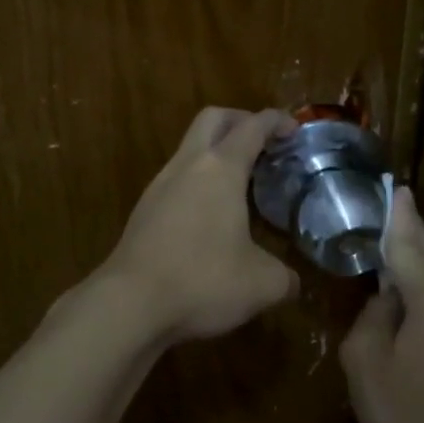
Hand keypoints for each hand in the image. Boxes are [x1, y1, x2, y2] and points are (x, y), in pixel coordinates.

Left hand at [98, 106, 298, 343]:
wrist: (129, 303)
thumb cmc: (203, 281)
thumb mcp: (262, 284)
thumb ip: (285, 277)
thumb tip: (292, 282)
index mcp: (221, 169)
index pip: (252, 126)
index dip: (276, 121)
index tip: (294, 129)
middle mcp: (188, 166)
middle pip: (212, 119)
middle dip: (240, 120)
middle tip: (263, 143)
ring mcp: (159, 186)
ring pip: (190, 149)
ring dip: (216, 154)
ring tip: (240, 185)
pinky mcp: (143, 210)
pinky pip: (176, 179)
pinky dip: (198, 181)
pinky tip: (211, 216)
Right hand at [341, 187, 423, 422]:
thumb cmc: (406, 418)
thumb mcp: (365, 361)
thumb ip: (373, 312)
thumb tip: (390, 296)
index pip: (410, 242)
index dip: (397, 214)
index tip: (393, 185)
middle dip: (406, 243)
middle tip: (380, 223)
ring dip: (417, 275)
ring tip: (387, 275)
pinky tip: (411, 307)